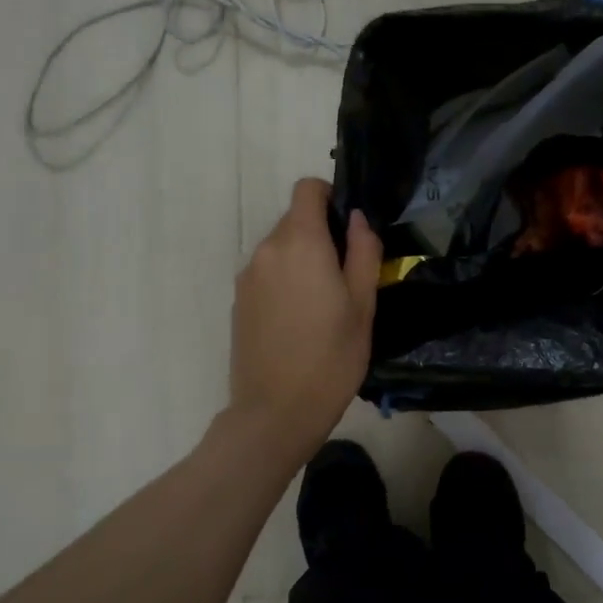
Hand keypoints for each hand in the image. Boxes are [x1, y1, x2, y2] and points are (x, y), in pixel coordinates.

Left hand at [228, 178, 382, 464]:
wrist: (275, 412)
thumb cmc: (331, 359)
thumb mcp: (363, 306)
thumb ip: (363, 253)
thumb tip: (357, 219)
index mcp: (300, 243)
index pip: (307, 189)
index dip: (330, 196)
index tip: (349, 227)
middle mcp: (267, 250)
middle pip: (294, 220)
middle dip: (321, 235)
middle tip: (347, 276)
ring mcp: (248, 277)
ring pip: (280, 249)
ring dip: (303, 261)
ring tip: (324, 304)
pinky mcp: (238, 301)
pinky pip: (267, 274)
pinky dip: (285, 282)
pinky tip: (300, 321)